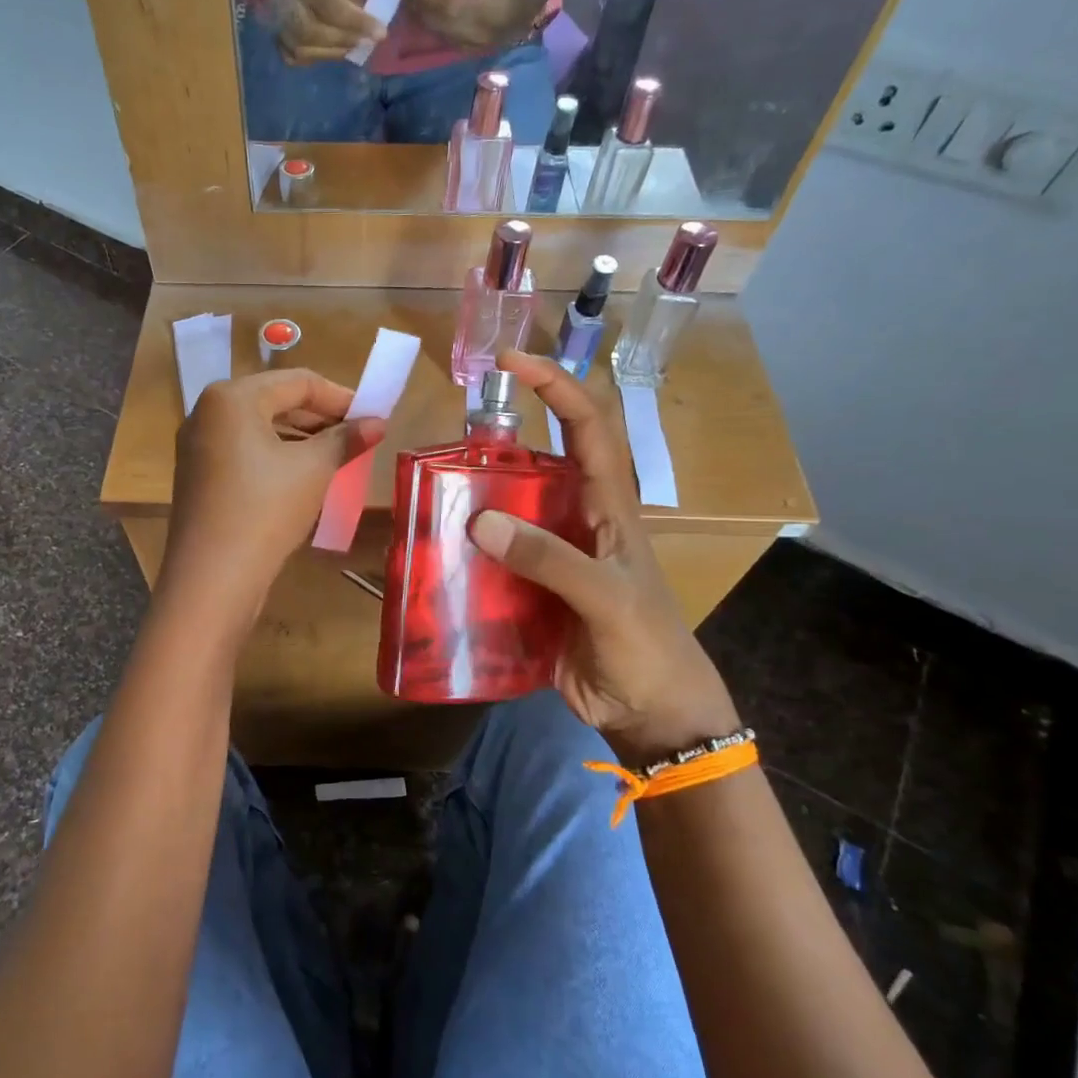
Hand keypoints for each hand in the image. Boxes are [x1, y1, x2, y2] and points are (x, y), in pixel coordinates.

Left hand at [161, 369, 385, 625]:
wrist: (213, 577)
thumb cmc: (266, 509)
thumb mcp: (313, 470)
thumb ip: (345, 439)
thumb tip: (377, 423)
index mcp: (232, 397)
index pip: (298, 382)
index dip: (340, 397)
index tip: (371, 416)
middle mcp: (207, 412)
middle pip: (275, 401)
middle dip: (320, 418)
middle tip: (356, 438)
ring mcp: (197, 446)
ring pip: (259, 429)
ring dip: (300, 439)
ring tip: (336, 458)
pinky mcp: (198, 476)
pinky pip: (244, 452)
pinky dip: (276, 457)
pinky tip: (302, 478)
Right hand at [268, 0, 387, 64]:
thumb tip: (363, 27)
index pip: (332, 7)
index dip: (358, 24)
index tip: (381, 34)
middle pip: (314, 33)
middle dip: (344, 41)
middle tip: (366, 42)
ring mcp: (275, 14)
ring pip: (302, 49)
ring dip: (331, 53)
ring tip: (351, 47)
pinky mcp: (276, 26)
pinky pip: (291, 54)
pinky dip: (311, 58)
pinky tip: (328, 50)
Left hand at [402, 0, 551, 51]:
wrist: (532, 4)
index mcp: (490, 10)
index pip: (449, 3)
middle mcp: (476, 34)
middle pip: (436, 20)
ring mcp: (469, 45)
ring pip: (435, 29)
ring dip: (416, 10)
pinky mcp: (464, 48)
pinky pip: (439, 33)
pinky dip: (425, 17)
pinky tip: (415, 2)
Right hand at [469, 352, 740, 764]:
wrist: (650, 714)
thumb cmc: (647, 646)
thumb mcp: (608, 597)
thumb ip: (552, 559)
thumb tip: (482, 520)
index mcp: (609, 506)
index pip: (587, 426)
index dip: (555, 386)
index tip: (511, 363)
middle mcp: (575, 520)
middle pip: (535, 464)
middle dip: (496, 443)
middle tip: (446, 440)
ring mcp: (550, 556)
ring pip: (506, 512)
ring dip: (472, 500)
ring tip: (427, 494)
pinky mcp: (529, 591)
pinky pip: (491, 560)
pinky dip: (464, 553)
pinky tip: (434, 553)